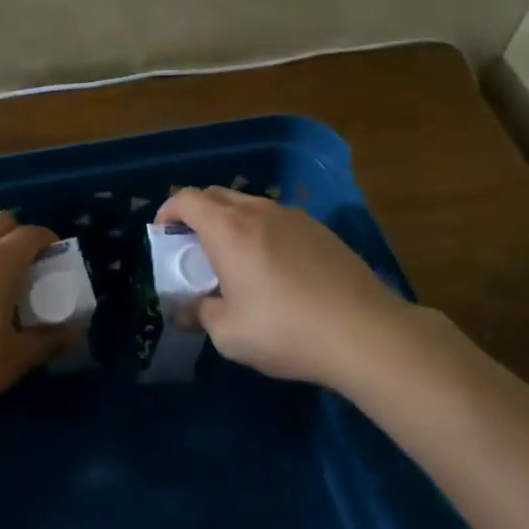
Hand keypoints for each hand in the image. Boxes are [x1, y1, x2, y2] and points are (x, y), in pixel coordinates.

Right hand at [154, 186, 451, 391]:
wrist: (364, 332)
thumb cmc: (285, 330)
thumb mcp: (229, 333)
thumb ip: (201, 314)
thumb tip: (188, 311)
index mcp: (228, 229)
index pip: (187, 199)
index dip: (168, 211)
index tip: (163, 233)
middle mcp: (258, 212)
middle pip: (217, 195)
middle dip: (197, 213)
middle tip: (193, 246)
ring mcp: (294, 217)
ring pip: (250, 205)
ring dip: (232, 222)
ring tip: (234, 258)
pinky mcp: (321, 231)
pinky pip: (278, 220)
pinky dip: (262, 232)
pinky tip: (274, 268)